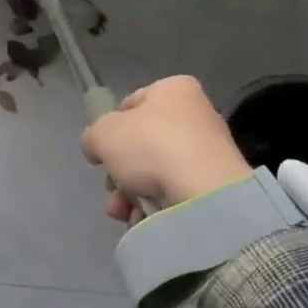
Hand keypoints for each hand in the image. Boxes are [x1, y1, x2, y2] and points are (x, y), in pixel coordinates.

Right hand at [81, 75, 251, 222]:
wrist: (202, 193)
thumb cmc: (150, 147)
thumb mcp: (102, 133)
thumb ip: (92, 136)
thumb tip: (97, 149)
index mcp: (174, 90)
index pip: (130, 104)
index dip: (110, 128)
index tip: (102, 151)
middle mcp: (195, 115)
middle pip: (141, 144)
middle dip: (120, 172)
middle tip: (112, 187)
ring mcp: (207, 151)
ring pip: (154, 172)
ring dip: (130, 193)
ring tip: (123, 210)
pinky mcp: (214, 184)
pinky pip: (174, 192)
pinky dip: (155, 206)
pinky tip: (142, 218)